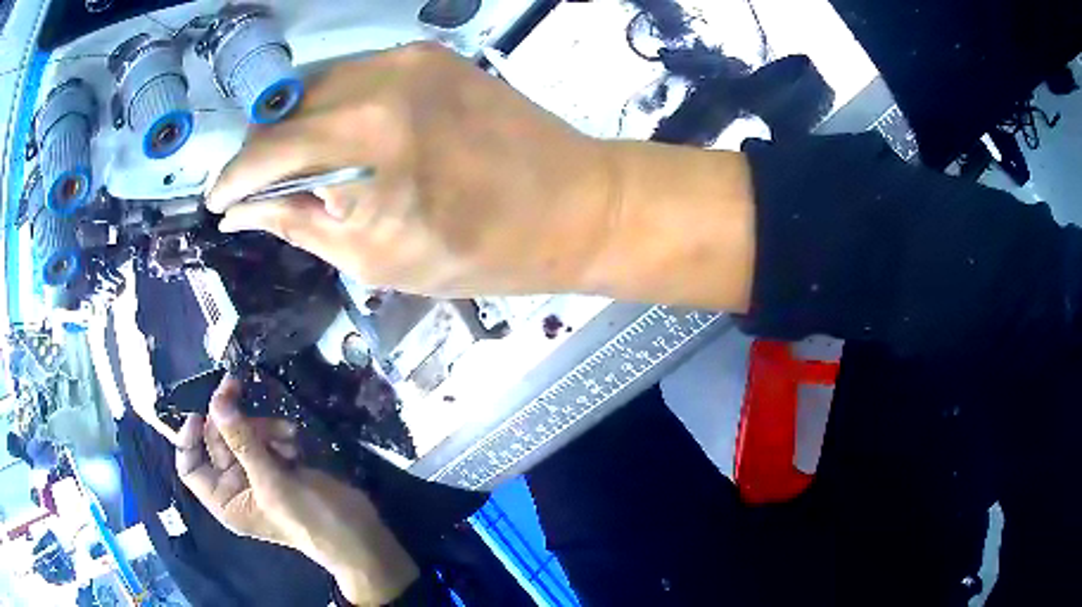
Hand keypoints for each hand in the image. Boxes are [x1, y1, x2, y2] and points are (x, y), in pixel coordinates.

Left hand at [176, 377, 417, 604]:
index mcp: (225, 499)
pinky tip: (295, 442)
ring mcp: (257, 474)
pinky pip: (266, 438)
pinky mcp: (279, 466)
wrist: (356, 533)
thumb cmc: (309, 518)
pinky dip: (278, 434)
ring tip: (287, 434)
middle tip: (238, 386)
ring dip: (262, 427)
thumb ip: (242, 440)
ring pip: (243, 435)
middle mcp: (235, 486)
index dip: (188, 439)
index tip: (200, 411)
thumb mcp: (271, 481)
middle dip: (232, 421)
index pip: (190, 466)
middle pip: (217, 441)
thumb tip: (216, 401)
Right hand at [208, 42, 617, 297]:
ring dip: (293, 123)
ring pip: (316, 84)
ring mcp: (409, 60)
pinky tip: (336, 132)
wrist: (572, 204)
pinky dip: (332, 102)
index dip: (233, 177)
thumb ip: (300, 224)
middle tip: (254, 184)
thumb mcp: (377, 259)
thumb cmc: (481, 251)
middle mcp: (381, 84)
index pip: (267, 151)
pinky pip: (355, 72)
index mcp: (367, 146)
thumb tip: (244, 210)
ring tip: (293, 162)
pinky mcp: (430, 54)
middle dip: (259, 150)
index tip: (218, 198)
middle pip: (285, 109)